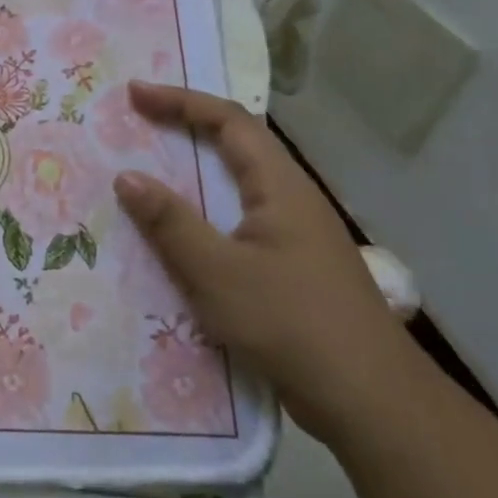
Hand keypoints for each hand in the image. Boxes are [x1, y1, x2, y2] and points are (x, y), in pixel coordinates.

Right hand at [112, 81, 415, 442]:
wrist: (370, 402)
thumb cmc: (291, 324)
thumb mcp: (217, 272)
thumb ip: (169, 222)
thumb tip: (126, 176)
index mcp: (280, 187)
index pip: (229, 122)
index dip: (180, 101)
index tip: (134, 95)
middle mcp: (291, 200)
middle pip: (236, 146)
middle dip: (185, 127)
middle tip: (136, 124)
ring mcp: (295, 236)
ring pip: (237, 186)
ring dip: (192, 173)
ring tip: (147, 172)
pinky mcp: (292, 268)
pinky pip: (237, 221)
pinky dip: (202, 213)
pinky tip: (179, 236)